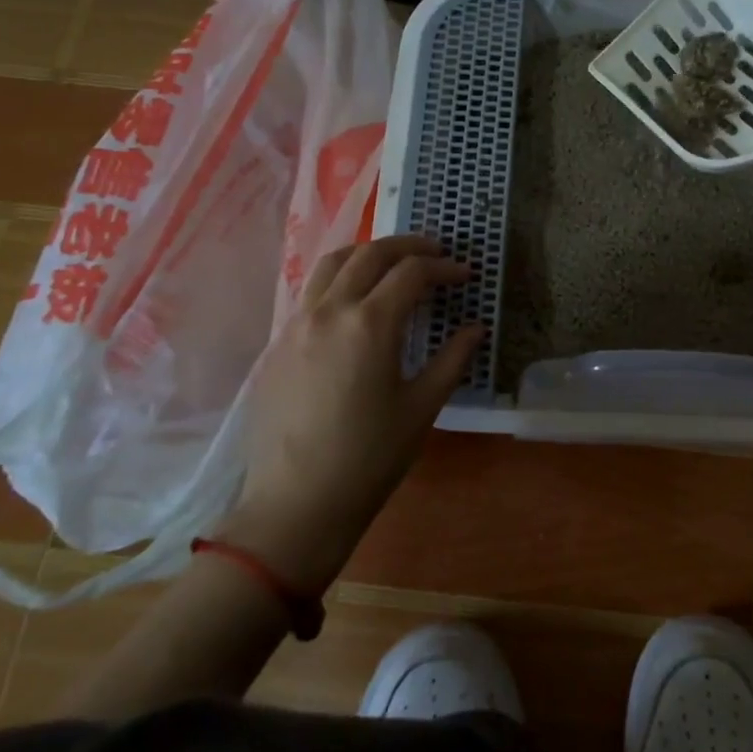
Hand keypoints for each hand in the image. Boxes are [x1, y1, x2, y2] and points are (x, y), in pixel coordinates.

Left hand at [219, 235, 483, 593]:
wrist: (295, 505)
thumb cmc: (369, 458)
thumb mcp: (422, 408)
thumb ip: (452, 359)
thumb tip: (475, 329)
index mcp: (369, 323)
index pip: (411, 273)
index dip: (443, 268)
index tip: (465, 275)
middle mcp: (329, 310)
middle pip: (370, 254)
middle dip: (408, 246)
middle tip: (435, 253)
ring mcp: (296, 324)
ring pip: (331, 263)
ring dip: (367, 254)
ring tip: (392, 263)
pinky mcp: (277, 344)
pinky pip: (310, 292)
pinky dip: (338, 279)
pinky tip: (354, 302)